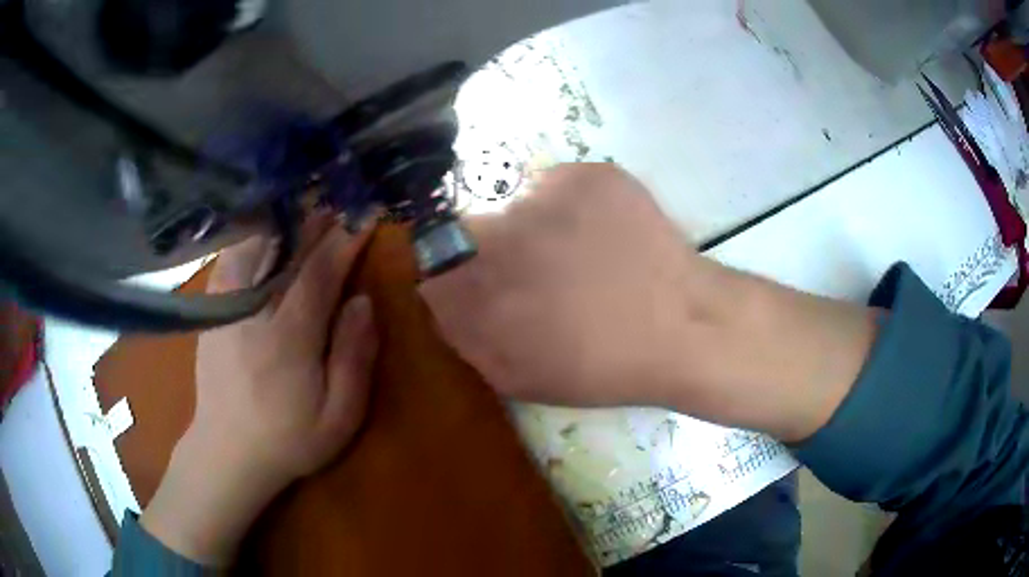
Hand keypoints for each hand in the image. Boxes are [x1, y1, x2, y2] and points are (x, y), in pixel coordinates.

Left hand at [142, 214, 377, 564]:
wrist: (227, 453)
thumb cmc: (289, 440)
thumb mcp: (339, 417)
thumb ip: (353, 358)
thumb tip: (363, 302)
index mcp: (288, 338)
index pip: (319, 273)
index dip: (345, 241)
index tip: (365, 216)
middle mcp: (253, 312)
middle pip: (284, 251)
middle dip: (313, 221)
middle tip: (336, 197)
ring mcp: (226, 309)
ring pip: (251, 248)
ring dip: (279, 222)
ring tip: (300, 203)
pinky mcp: (211, 313)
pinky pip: (229, 262)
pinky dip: (248, 239)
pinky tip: (261, 231)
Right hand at [421, 163, 714, 406]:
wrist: (682, 329)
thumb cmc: (600, 366)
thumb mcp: (517, 377)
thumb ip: (465, 335)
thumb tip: (440, 297)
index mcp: (479, 291)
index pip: (432, 259)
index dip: (454, 269)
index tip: (482, 283)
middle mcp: (499, 236)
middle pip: (468, 225)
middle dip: (493, 248)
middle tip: (538, 270)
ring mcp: (547, 197)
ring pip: (517, 203)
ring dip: (536, 226)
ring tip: (581, 255)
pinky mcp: (587, 175)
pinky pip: (560, 184)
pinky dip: (574, 206)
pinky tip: (606, 235)